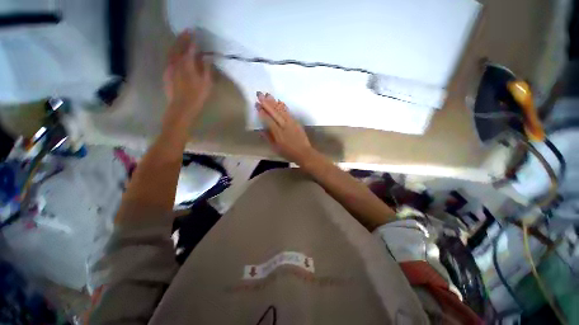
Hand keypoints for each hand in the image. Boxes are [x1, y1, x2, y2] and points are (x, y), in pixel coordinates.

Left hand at [163, 30, 212, 122]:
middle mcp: (177, 62)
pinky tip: (175, 54)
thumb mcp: (206, 83)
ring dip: (176, 44)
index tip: (195, 33)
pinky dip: (173, 53)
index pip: (190, 48)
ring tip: (181, 40)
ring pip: (172, 51)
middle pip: (178, 46)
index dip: (192, 40)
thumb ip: (206, 68)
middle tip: (187, 32)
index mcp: (188, 64)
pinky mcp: (167, 73)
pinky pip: (169, 59)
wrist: (181, 107)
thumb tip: (207, 57)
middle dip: (182, 38)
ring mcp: (170, 67)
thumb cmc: (197, 96)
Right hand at [256, 92, 315, 164]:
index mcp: (278, 133)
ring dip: (274, 102)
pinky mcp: (296, 122)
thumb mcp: (276, 148)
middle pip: (274, 112)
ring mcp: (291, 123)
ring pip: (281, 110)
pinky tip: (279, 101)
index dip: (262, 112)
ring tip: (267, 95)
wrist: (304, 153)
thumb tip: (261, 129)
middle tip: (259, 94)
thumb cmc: (288, 153)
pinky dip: (283, 106)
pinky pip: (288, 112)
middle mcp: (284, 126)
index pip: (268, 120)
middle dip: (266, 103)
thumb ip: (268, 138)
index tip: (257, 105)